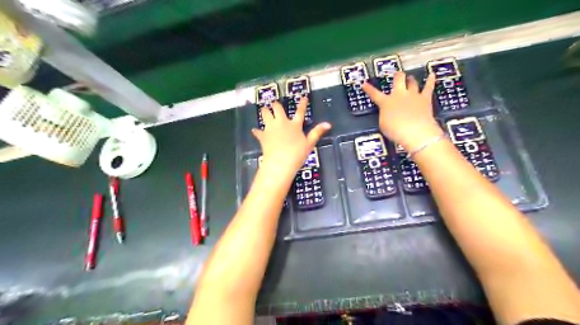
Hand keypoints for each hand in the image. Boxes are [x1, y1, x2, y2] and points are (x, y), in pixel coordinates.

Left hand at [253, 98, 330, 177]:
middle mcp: (281, 123)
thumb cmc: (297, 154)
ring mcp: (270, 128)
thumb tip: (328, 124)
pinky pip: (258, 131)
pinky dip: (257, 131)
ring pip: (265, 114)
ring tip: (264, 110)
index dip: (302, 104)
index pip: (300, 112)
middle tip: (274, 104)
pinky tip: (255, 131)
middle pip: (277, 108)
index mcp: (294, 125)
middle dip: (275, 105)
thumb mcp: (309, 144)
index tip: (303, 97)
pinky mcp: (263, 136)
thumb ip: (317, 132)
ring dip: (265, 112)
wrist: (280, 162)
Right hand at [361, 73, 445, 150]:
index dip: (369, 89)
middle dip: (397, 76)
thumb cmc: (395, 130)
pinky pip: (428, 87)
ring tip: (410, 77)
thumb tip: (387, 112)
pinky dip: (430, 80)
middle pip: (398, 80)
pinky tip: (432, 75)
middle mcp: (399, 95)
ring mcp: (413, 95)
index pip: (374, 94)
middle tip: (396, 75)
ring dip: (410, 79)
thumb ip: (384, 115)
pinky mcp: (425, 99)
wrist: (415, 131)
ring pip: (412, 82)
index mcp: (386, 102)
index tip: (364, 83)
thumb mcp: (383, 124)